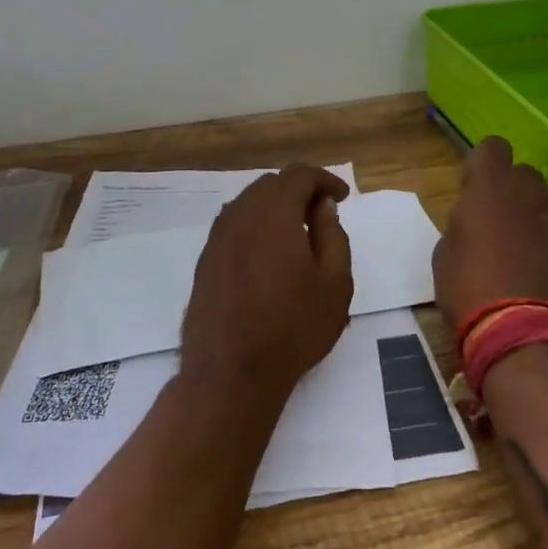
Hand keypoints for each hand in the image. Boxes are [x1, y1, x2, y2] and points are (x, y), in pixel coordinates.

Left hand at [181, 164, 354, 398]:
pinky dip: (255, 227)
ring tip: (297, 234)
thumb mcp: (335, 283)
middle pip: (271, 184)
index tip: (342, 197)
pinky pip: (234, 226)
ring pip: (249, 203)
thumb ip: (332, 234)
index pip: (299, 175)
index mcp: (274, 212)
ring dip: (275, 208)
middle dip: (300, 191)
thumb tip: (322, 206)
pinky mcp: (205, 260)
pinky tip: (268, 255)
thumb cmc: (293, 327)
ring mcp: (217, 237)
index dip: (325, 179)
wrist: (230, 373)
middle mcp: (240, 214)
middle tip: (322, 215)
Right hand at [433, 136, 547, 335]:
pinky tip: (544, 276)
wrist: (525, 337)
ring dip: (537, 217)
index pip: (492, 147)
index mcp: (490, 189)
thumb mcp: (445, 255)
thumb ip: (463, 225)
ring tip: (525, 252)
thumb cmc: (470, 291)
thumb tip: (475, 223)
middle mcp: (531, 195)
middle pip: (524, 174)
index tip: (473, 188)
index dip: (482, 164)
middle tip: (497, 223)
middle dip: (512, 190)